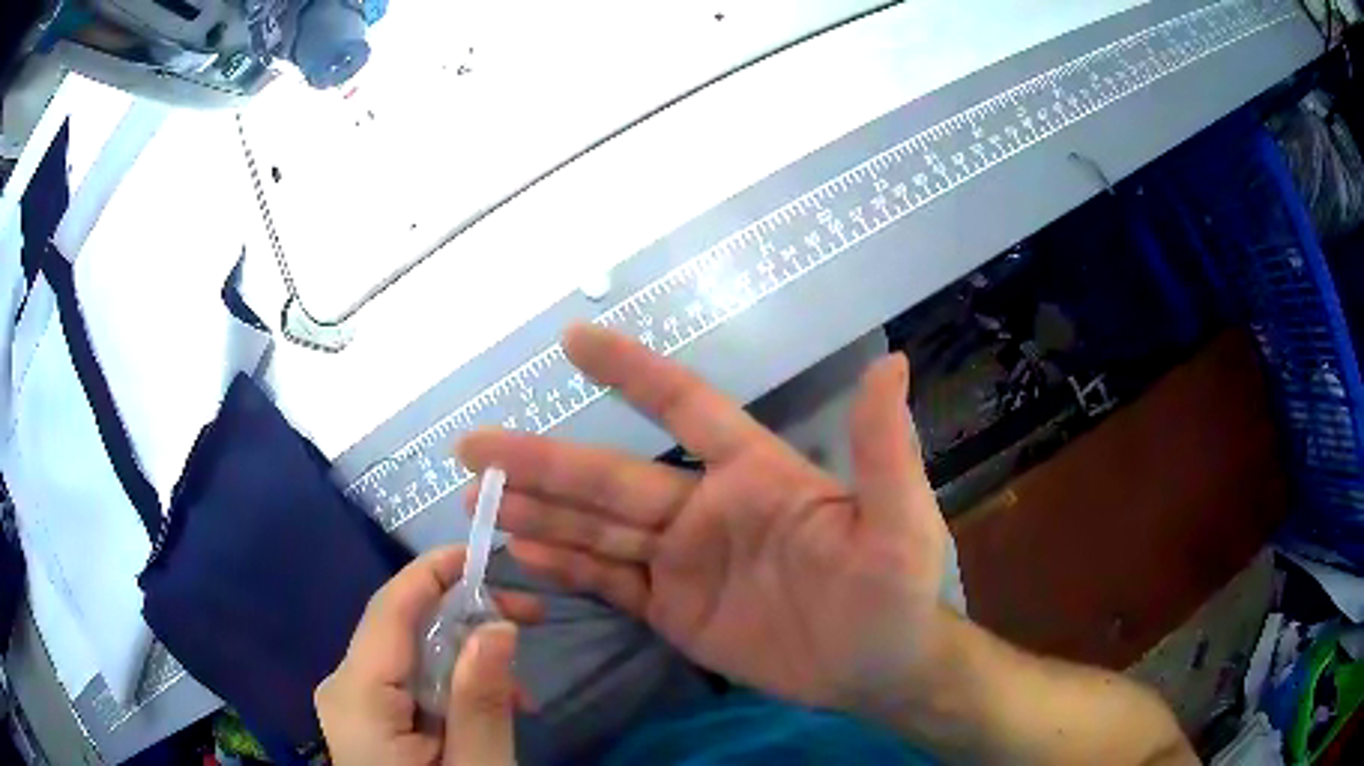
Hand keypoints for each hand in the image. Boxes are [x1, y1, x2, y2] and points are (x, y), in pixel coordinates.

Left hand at [316, 547, 543, 765]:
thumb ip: (480, 701)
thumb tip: (496, 623)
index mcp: (358, 695)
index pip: (390, 608)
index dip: (435, 570)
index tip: (489, 554)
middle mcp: (342, 685)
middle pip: (400, 626)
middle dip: (464, 616)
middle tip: (530, 619)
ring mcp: (350, 701)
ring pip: (406, 652)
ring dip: (463, 655)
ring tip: (519, 686)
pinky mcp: (364, 715)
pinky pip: (405, 679)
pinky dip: (447, 682)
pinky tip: (485, 706)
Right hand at [459, 324, 951, 713]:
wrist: (878, 670)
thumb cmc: (894, 591)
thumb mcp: (898, 522)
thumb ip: (882, 449)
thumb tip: (890, 362)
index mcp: (753, 475)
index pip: (684, 406)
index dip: (631, 372)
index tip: (572, 340)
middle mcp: (706, 509)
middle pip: (611, 479)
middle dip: (541, 462)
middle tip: (474, 447)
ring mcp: (683, 563)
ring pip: (597, 530)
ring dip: (538, 513)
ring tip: (477, 499)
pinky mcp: (673, 610)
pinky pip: (609, 582)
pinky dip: (564, 567)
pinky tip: (521, 554)